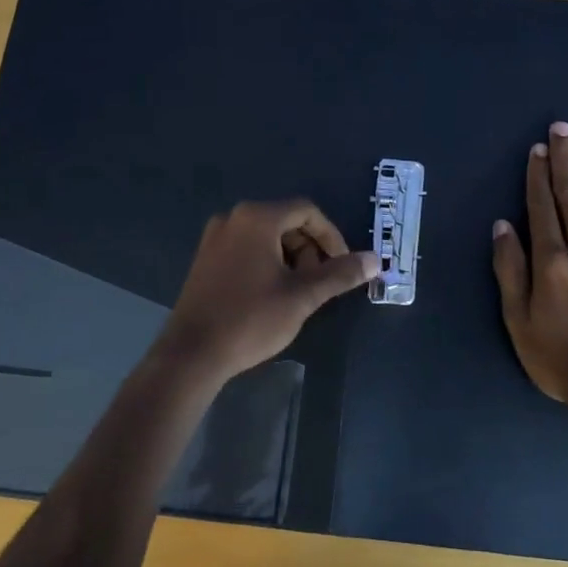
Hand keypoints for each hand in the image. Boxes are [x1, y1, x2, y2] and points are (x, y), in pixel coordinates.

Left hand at [151, 199, 378, 385]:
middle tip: (320, 284)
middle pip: (286, 221)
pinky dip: (268, 263)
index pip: (307, 212)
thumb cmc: (250, 319)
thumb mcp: (302, 296)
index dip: (332, 236)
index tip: (343, 265)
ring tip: (297, 294)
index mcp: (256, 218)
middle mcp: (233, 218)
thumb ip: (339, 274)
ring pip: (267, 237)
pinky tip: (272, 295)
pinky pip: (247, 248)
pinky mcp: (205, 259)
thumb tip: (375, 261)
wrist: (191, 354)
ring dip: (290, 258)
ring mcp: (215, 238)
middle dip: (310, 249)